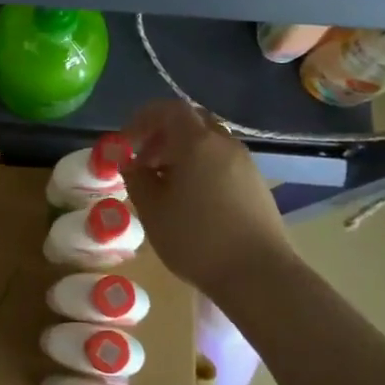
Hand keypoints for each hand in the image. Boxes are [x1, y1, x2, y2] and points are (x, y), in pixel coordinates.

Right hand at [121, 100, 291, 296]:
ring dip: (182, 152)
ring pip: (208, 142)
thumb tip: (128, 161)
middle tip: (143, 161)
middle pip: (191, 122)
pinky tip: (190, 199)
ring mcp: (246, 164)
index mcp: (198, 143)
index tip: (125, 142)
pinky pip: (222, 161)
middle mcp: (225, 144)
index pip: (168, 109)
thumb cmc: (197, 239)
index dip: (143, 119)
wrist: (258, 275)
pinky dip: (201, 166)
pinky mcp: (256, 184)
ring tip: (163, 184)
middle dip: (162, 135)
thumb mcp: (153, 210)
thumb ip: (136, 178)